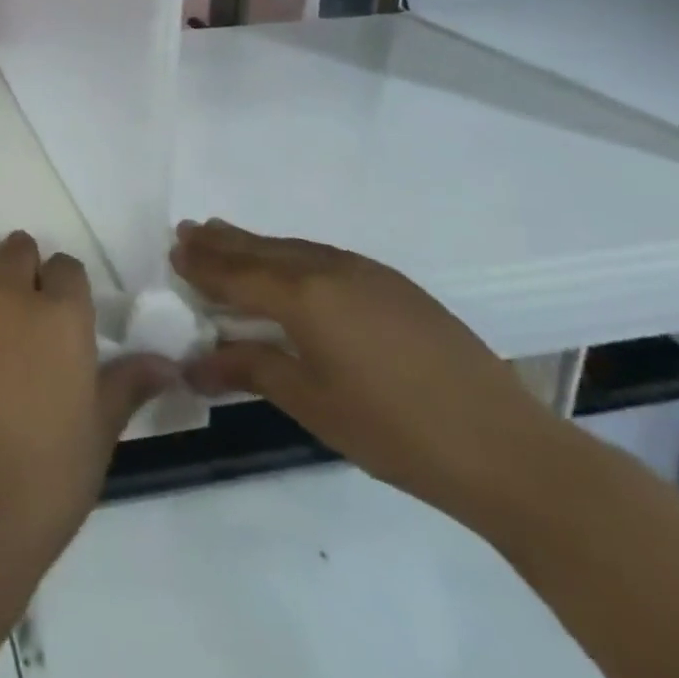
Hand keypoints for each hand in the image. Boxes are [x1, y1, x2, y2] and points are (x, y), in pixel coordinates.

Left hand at [0, 232, 174, 551]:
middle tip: (21, 282)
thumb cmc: (46, 478)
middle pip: (16, 251)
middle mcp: (8, 297)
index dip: (65, 280)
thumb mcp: (99, 433)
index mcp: (60, 317)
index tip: (62, 299)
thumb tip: (168, 364)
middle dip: (23, 260)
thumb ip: (128, 386)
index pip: (67, 268)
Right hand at [171, 219, 570, 522]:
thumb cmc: (395, 432)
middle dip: (221, 242)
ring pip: (293, 248)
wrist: (506, 448)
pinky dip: (291, 254)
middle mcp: (329, 269)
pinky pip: (324, 256)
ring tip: (225, 235)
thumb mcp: (312, 404)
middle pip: (261, 250)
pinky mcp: (394, 284)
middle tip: (187, 230)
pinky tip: (288, 264)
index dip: (202, 264)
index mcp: (303, 296)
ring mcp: (366, 272)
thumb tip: (195, 364)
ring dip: (255, 243)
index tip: (172, 250)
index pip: (236, 274)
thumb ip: (251, 370)